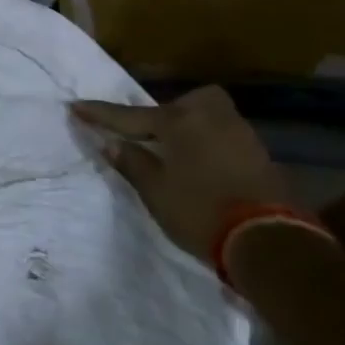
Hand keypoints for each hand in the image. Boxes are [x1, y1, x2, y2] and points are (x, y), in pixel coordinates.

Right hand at [72, 86, 292, 258]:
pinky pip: (223, 137)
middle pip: (185, 103)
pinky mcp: (259, 157)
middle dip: (167, 112)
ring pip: (208, 118)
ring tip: (172, 152)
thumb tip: (112, 144)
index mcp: (181, 122)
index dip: (101, 114)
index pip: (131, 116)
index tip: (75, 106)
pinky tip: (199, 165)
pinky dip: (206, 145)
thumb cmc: (200, 211)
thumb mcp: (155, 190)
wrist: (268, 241)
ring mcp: (241, 136)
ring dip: (188, 129)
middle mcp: (213, 119)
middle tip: (150, 133)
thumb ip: (132, 162)